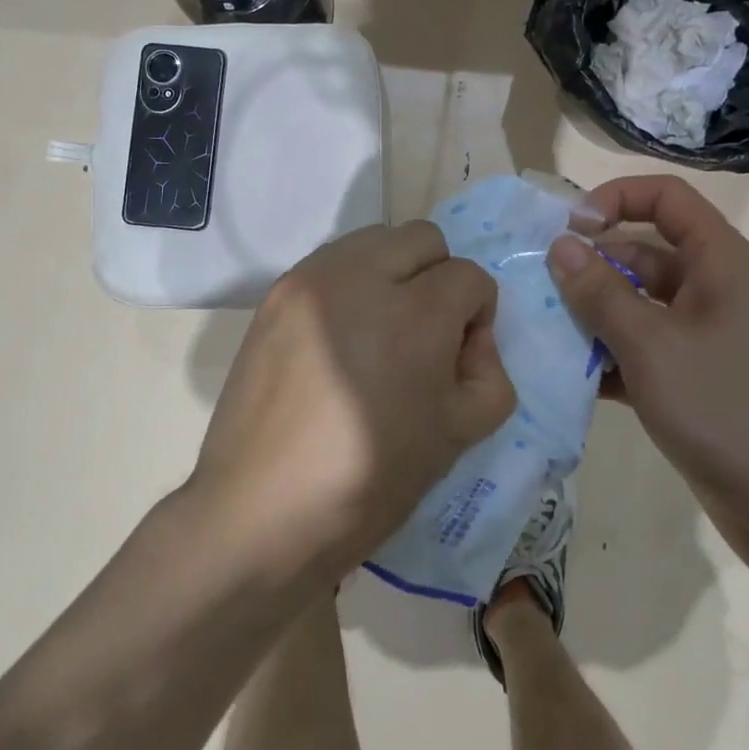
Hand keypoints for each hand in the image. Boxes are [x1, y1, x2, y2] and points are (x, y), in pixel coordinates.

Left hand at [192, 222, 516, 584]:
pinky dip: (352, 282)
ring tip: (379, 330)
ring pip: (375, 239)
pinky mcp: (277, 292)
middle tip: (425, 333)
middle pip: (423, 238)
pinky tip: (342, 335)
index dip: (478, 314)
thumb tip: (470, 337)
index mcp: (414, 316)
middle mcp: (361, 278)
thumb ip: (489, 373)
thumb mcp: (458, 437)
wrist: (259, 511)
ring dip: (394, 272)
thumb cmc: (367, 483)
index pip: (469, 276)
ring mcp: (311, 280)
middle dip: (439, 277)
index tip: (459, 355)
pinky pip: (333, 262)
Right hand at [546, 176, 748, 546]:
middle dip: (592, 264)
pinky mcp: (693, 378)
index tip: (569, 229)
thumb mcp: (652, 345)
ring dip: (593, 313)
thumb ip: (601, 292)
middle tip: (540, 285)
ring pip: (637, 303)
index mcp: (719, 261)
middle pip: (644, 250)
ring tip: (544, 329)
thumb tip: (560, 245)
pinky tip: (569, 377)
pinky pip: (642, 348)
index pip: (666, 197)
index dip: (615, 198)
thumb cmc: (726, 409)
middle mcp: (713, 288)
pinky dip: (609, 355)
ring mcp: (704, 336)